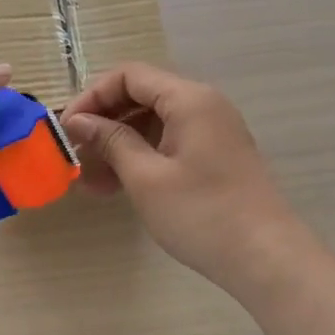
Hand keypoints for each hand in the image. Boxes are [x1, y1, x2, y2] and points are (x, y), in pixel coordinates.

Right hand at [61, 63, 316, 290]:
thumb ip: (111, 141)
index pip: (129, 76)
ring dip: (119, 146)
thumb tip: (78, 120)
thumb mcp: (146, 178)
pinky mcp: (215, 155)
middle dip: (104, 124)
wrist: (267, 258)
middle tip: (75, 157)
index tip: (67, 128)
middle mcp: (203, 104)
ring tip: (91, 182)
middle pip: (142, 96)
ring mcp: (212, 131)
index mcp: (189, 99)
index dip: (92, 97)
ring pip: (154, 123)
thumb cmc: (202, 214)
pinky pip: (169, 143)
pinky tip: (118, 188)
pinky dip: (142, 158)